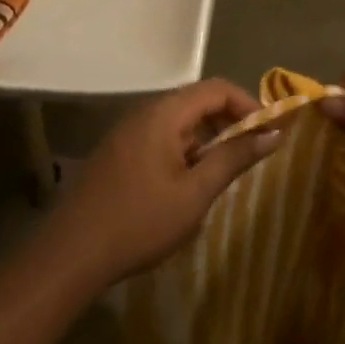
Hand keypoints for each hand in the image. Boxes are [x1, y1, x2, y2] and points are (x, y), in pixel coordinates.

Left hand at [41, 80, 279, 290]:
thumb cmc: (139, 221)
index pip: (216, 88)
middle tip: (249, 153)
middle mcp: (144, 112)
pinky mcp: (116, 153)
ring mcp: (126, 132)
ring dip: (205, 139)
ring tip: (220, 174)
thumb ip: (234, 158)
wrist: (70, 255)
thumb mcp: (195, 193)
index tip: (267, 132)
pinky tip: (185, 186)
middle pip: (196, 101)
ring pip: (178, 121)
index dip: (247, 104)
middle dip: (228, 122)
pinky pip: (159, 137)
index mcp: (164, 113)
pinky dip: (183, 150)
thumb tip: (274, 133)